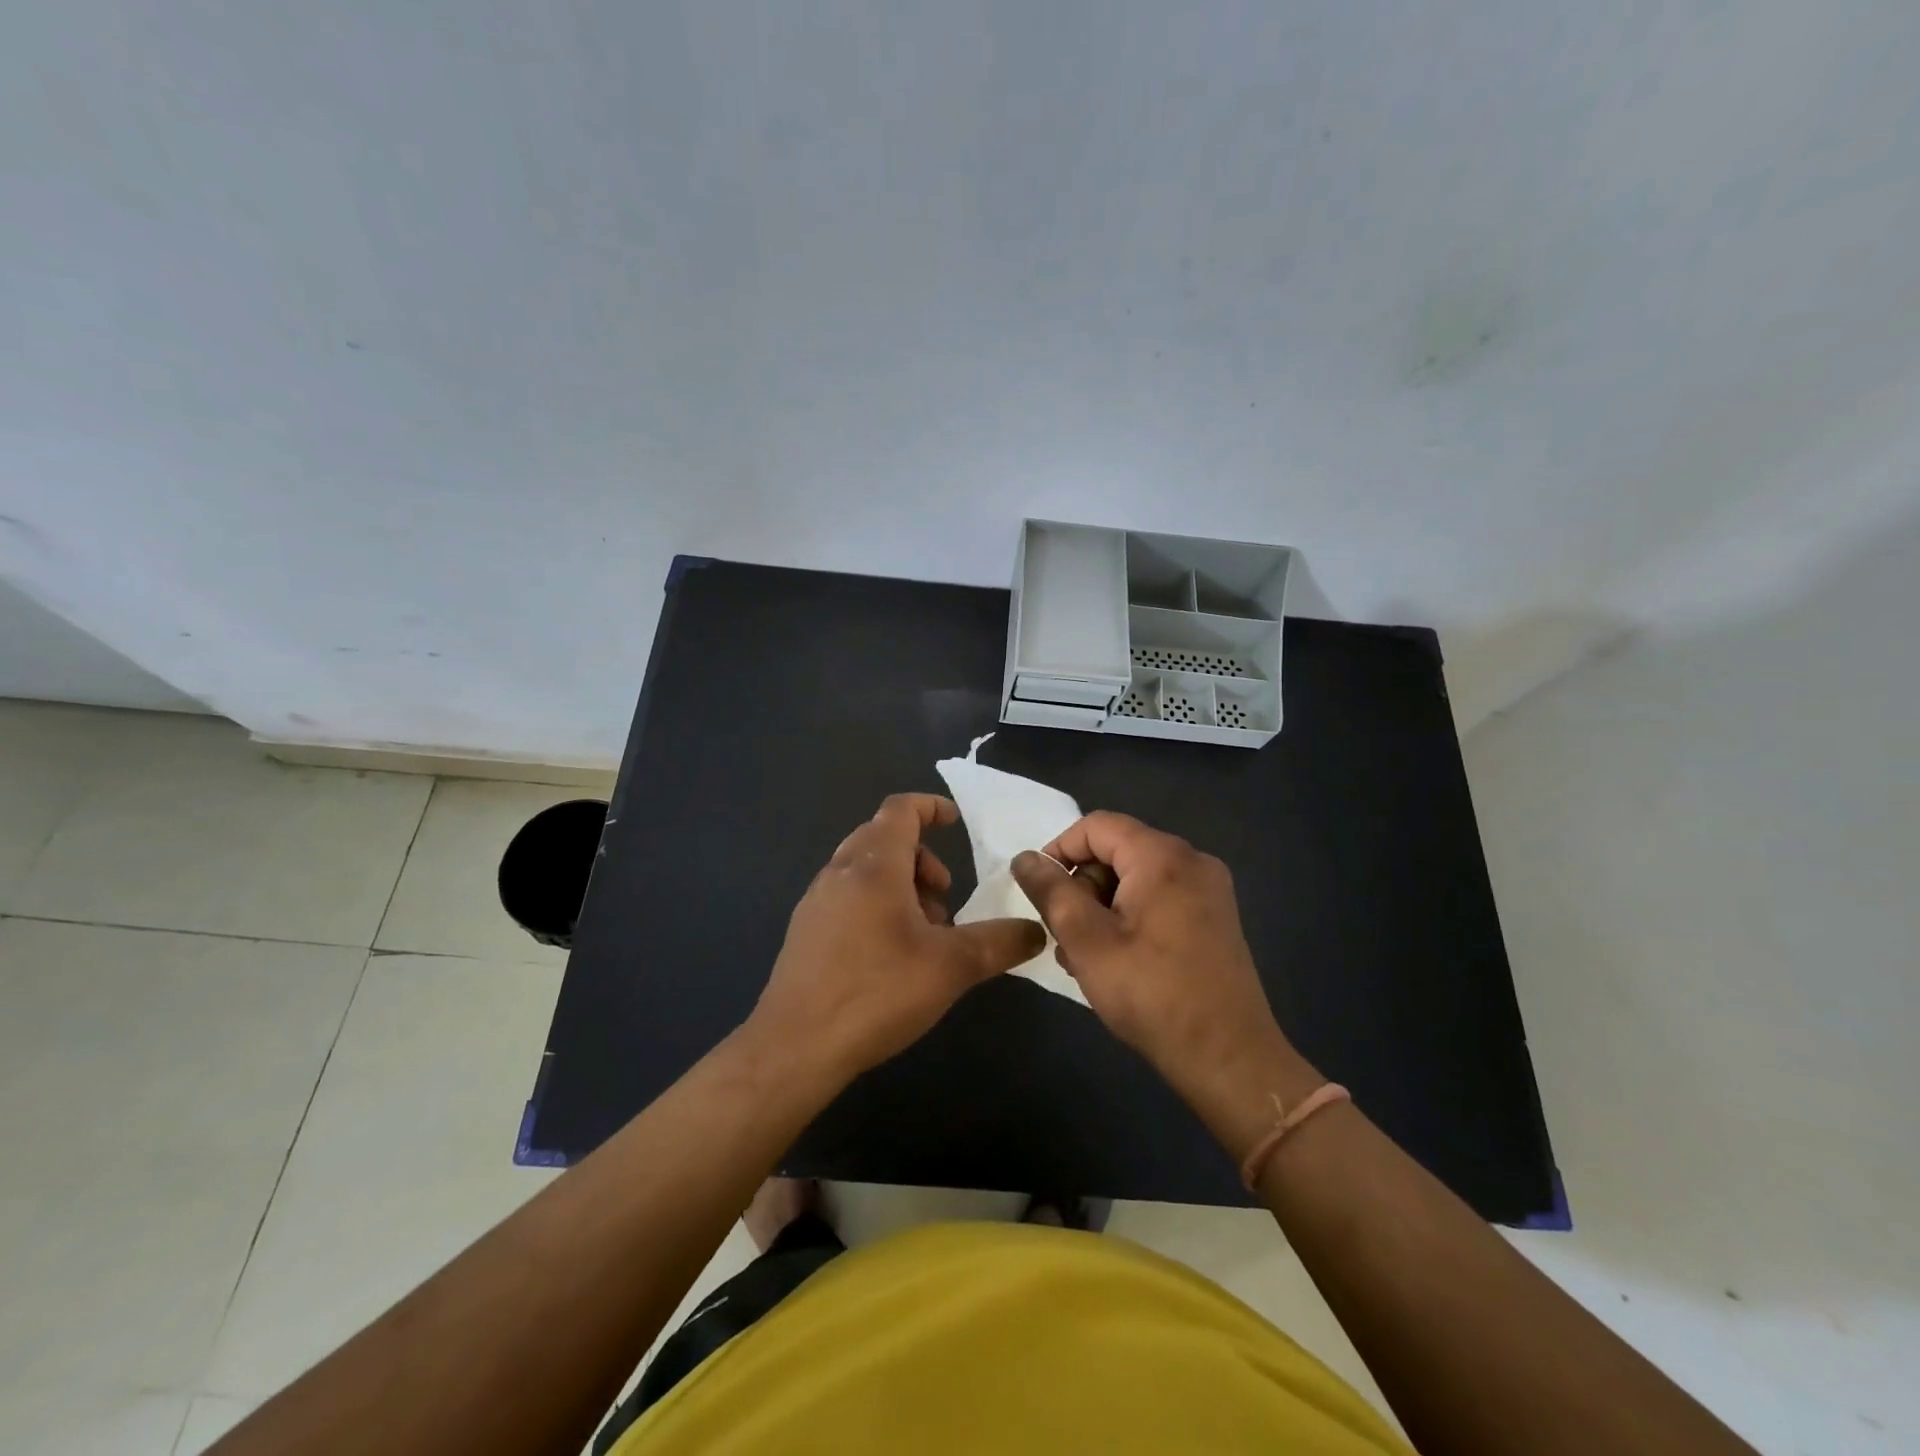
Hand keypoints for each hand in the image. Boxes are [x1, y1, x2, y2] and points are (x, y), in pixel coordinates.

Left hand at [749, 794, 1045, 1081]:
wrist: (795, 1047)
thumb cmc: (876, 992)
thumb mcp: (951, 967)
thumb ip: (999, 943)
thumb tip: (1036, 930)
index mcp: (874, 866)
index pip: (900, 810)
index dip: (930, 807)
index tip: (955, 822)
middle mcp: (840, 872)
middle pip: (882, 837)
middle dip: (921, 857)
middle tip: (944, 895)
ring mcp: (816, 902)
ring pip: (864, 869)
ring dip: (900, 884)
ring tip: (923, 932)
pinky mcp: (805, 932)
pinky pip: (847, 896)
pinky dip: (876, 904)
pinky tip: (890, 954)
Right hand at [1011, 813, 1309, 1123]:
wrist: (1230, 1060)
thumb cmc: (1151, 994)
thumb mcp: (1086, 939)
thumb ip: (1051, 891)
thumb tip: (1025, 858)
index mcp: (1163, 856)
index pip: (1096, 826)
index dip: (1059, 851)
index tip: (1040, 892)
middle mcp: (1192, 861)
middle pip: (1117, 851)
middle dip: (1082, 886)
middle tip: (1064, 936)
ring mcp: (1209, 890)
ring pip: (1136, 878)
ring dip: (1102, 907)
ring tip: (1084, 957)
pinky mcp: (1215, 919)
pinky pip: (1159, 899)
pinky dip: (1130, 917)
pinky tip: (1116, 961)